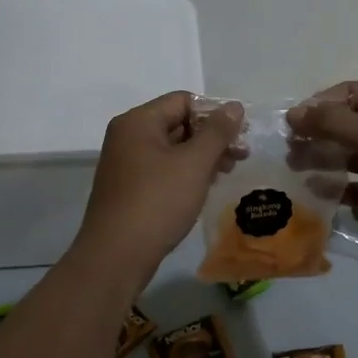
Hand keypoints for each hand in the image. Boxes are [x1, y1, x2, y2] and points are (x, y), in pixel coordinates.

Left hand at [74, 92, 242, 278]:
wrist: (116, 257)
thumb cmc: (157, 202)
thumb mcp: (194, 163)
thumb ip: (217, 132)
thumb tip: (234, 106)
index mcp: (138, 122)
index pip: (183, 100)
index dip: (214, 113)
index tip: (240, 134)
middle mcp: (127, 137)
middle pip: (177, 123)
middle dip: (211, 137)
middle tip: (241, 155)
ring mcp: (126, 164)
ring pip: (172, 149)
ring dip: (202, 157)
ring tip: (228, 172)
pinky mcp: (128, 189)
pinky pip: (162, 170)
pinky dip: (185, 173)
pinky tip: (205, 188)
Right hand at [289, 82, 357, 267]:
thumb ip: (334, 123)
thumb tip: (295, 113)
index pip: (351, 93)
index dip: (321, 104)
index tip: (294, 123)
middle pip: (348, 124)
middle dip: (318, 133)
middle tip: (290, 149)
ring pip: (350, 156)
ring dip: (323, 160)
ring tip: (296, 169)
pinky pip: (357, 186)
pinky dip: (338, 188)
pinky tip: (318, 193)